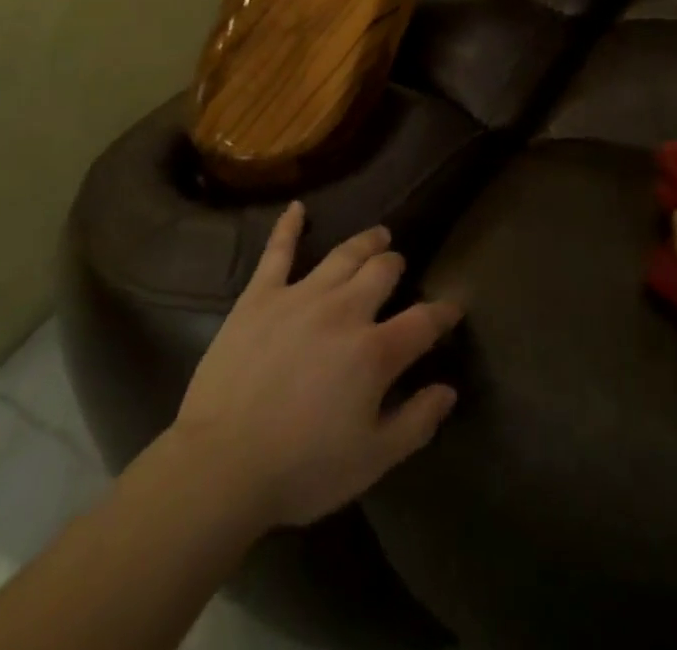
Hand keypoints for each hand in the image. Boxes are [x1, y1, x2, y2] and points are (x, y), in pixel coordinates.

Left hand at [171, 202, 462, 528]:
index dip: (443, 313)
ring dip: (365, 242)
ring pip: (342, 255)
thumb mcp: (372, 460)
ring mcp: (301, 295)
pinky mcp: (261, 294)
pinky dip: (289, 225)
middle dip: (396, 266)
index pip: (422, 322)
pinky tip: (297, 207)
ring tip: (377, 235)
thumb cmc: (302, 469)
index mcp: (374, 352)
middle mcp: (344, 310)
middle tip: (399, 265)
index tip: (453, 307)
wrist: (224, 461)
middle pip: (381, 273)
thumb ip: (416, 422)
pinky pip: (278, 250)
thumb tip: (448, 389)